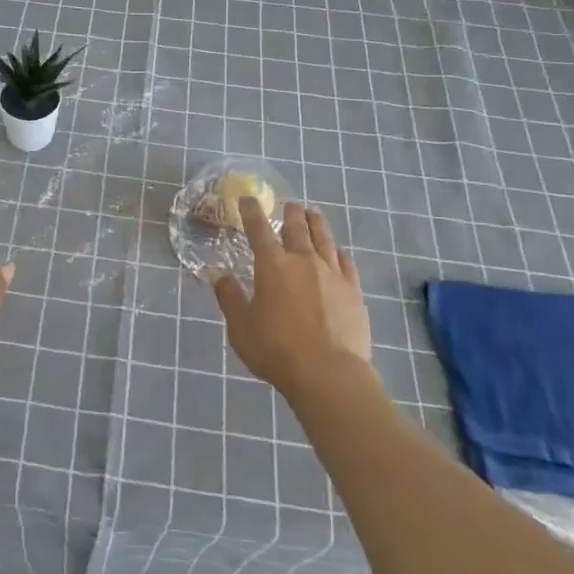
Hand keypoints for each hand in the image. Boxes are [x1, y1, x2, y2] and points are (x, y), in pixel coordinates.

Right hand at [210, 197, 373, 400]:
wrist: (329, 374)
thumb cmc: (277, 350)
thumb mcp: (241, 327)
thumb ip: (230, 298)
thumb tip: (220, 276)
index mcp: (272, 265)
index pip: (258, 229)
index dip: (251, 211)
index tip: (247, 199)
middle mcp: (303, 260)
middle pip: (297, 227)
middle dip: (291, 212)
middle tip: (289, 205)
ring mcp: (332, 273)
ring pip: (324, 238)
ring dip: (316, 222)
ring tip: (313, 213)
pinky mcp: (353, 290)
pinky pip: (346, 262)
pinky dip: (338, 251)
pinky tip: (338, 251)